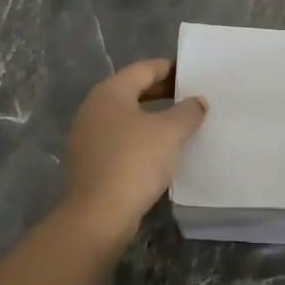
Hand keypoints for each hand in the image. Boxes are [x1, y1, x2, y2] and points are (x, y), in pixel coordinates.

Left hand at [63, 58, 207, 246]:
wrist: (97, 216)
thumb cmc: (134, 162)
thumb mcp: (170, 133)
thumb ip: (187, 111)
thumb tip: (197, 101)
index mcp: (110, 92)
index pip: (145, 69)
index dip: (171, 69)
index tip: (194, 74)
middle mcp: (94, 108)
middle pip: (133, 91)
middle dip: (163, 93)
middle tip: (192, 98)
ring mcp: (87, 136)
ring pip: (127, 118)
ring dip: (152, 119)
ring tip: (181, 126)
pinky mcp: (89, 162)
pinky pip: (120, 141)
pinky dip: (141, 140)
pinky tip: (160, 153)